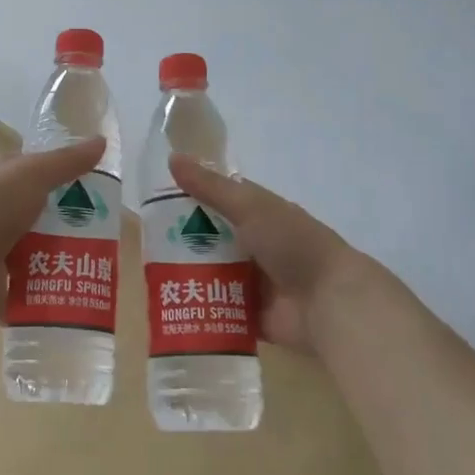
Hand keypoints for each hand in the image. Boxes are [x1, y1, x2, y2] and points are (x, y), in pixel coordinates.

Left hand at [0, 138, 107, 329]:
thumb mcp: (33, 174)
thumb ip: (67, 161)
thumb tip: (101, 140)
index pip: (26, 171)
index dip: (55, 173)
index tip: (89, 184)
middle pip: (34, 213)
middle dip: (63, 221)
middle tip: (101, 230)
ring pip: (31, 251)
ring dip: (57, 257)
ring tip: (93, 263)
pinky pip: (25, 289)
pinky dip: (44, 293)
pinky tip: (72, 294)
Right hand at [168, 153, 388, 354]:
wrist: (329, 302)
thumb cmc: (292, 244)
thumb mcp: (250, 207)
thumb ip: (211, 187)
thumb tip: (172, 158)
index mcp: (259, 216)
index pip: (218, 203)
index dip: (189, 201)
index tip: (154, 205)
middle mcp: (255, 246)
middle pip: (210, 241)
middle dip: (182, 243)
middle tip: (145, 247)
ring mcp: (253, 282)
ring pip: (212, 276)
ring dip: (188, 277)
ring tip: (151, 279)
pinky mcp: (251, 316)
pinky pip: (219, 310)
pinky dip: (200, 309)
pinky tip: (170, 309)